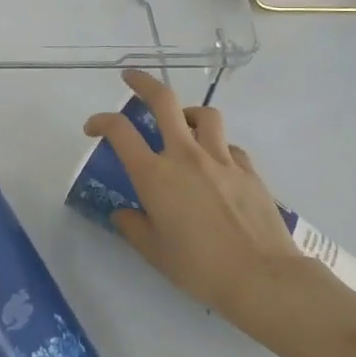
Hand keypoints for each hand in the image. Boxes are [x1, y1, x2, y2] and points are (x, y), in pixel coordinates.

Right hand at [84, 71, 306, 333]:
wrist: (262, 278)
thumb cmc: (200, 268)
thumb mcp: (154, 252)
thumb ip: (133, 226)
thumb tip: (123, 213)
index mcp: (154, 174)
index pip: (119, 130)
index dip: (100, 121)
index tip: (92, 128)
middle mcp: (185, 156)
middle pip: (163, 100)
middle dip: (143, 83)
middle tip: (131, 79)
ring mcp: (221, 159)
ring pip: (203, 115)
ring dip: (187, 113)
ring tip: (181, 123)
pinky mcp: (248, 170)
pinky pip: (229, 145)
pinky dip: (218, 146)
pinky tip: (215, 163)